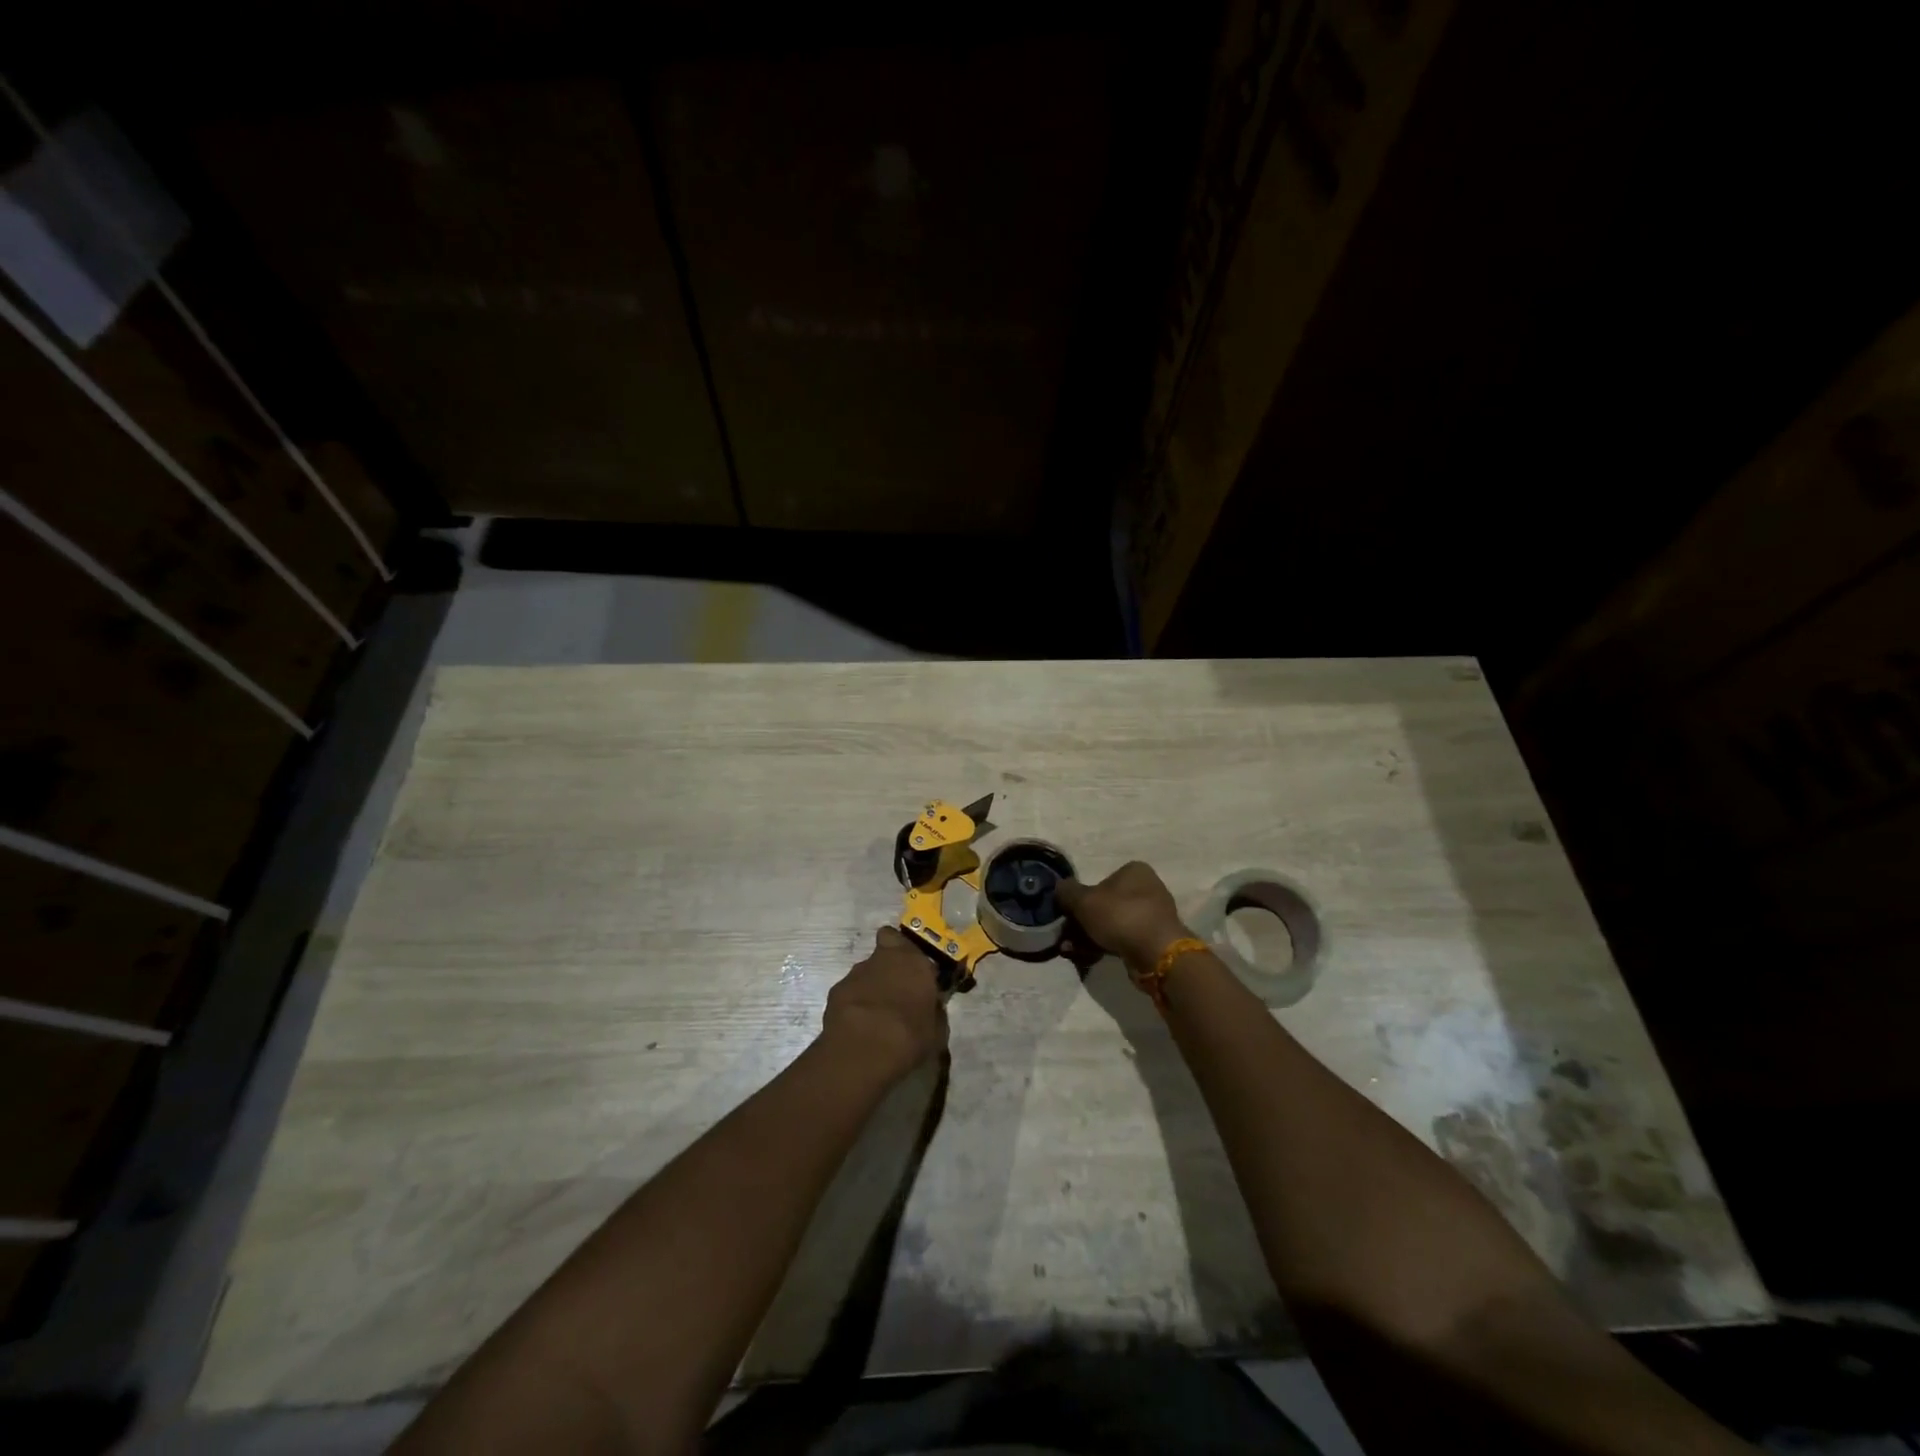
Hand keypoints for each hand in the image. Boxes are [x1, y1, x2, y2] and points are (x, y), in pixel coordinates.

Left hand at [822, 926, 947, 1080]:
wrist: (864, 1051)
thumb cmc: (911, 1036)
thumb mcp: (936, 1030)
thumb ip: (933, 1011)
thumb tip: (931, 1008)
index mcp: (913, 961)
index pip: (905, 940)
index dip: (905, 952)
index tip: (912, 969)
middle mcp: (883, 959)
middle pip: (882, 953)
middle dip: (887, 968)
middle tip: (895, 993)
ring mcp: (855, 974)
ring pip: (864, 974)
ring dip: (870, 988)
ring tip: (874, 1018)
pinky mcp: (835, 992)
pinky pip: (848, 993)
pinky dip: (852, 1005)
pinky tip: (857, 1027)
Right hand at [1057, 861, 1189, 968]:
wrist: (1156, 953)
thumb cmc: (1120, 916)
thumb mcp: (1083, 900)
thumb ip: (1067, 891)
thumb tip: (1059, 888)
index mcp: (1134, 871)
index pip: (1101, 879)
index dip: (1081, 897)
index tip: (1067, 914)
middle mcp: (1147, 888)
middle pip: (1105, 904)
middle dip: (1082, 922)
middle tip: (1065, 936)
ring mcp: (1152, 915)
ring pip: (1112, 924)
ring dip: (1089, 936)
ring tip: (1070, 951)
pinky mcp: (1154, 940)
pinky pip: (1123, 939)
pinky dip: (1104, 946)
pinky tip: (1087, 957)